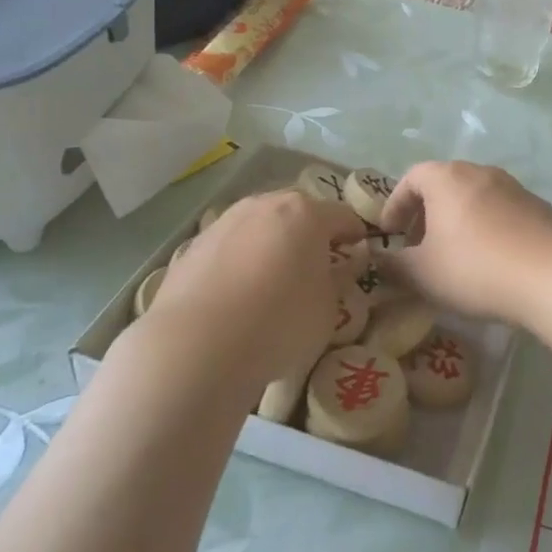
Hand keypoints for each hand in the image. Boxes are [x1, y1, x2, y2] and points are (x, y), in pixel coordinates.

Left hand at [138, 191, 365, 394]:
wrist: (197, 346)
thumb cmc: (280, 323)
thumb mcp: (329, 308)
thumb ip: (339, 279)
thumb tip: (343, 265)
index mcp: (306, 213)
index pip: (343, 216)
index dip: (355, 235)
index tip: (358, 256)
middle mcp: (264, 204)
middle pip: (298, 212)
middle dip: (310, 234)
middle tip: (316, 266)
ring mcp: (224, 222)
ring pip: (259, 226)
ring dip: (271, 244)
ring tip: (272, 281)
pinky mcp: (192, 246)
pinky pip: (229, 247)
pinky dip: (239, 261)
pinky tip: (237, 294)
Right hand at [379, 162, 551, 325]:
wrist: (550, 276)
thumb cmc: (474, 268)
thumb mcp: (422, 273)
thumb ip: (393, 265)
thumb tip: (377, 260)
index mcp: (447, 178)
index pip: (411, 178)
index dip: (395, 204)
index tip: (390, 233)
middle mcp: (481, 172)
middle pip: (445, 184)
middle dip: (427, 213)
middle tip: (418, 245)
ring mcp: (515, 187)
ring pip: (476, 197)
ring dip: (459, 220)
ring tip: (455, 254)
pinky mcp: (540, 207)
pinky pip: (503, 212)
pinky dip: (489, 228)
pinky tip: (492, 259)